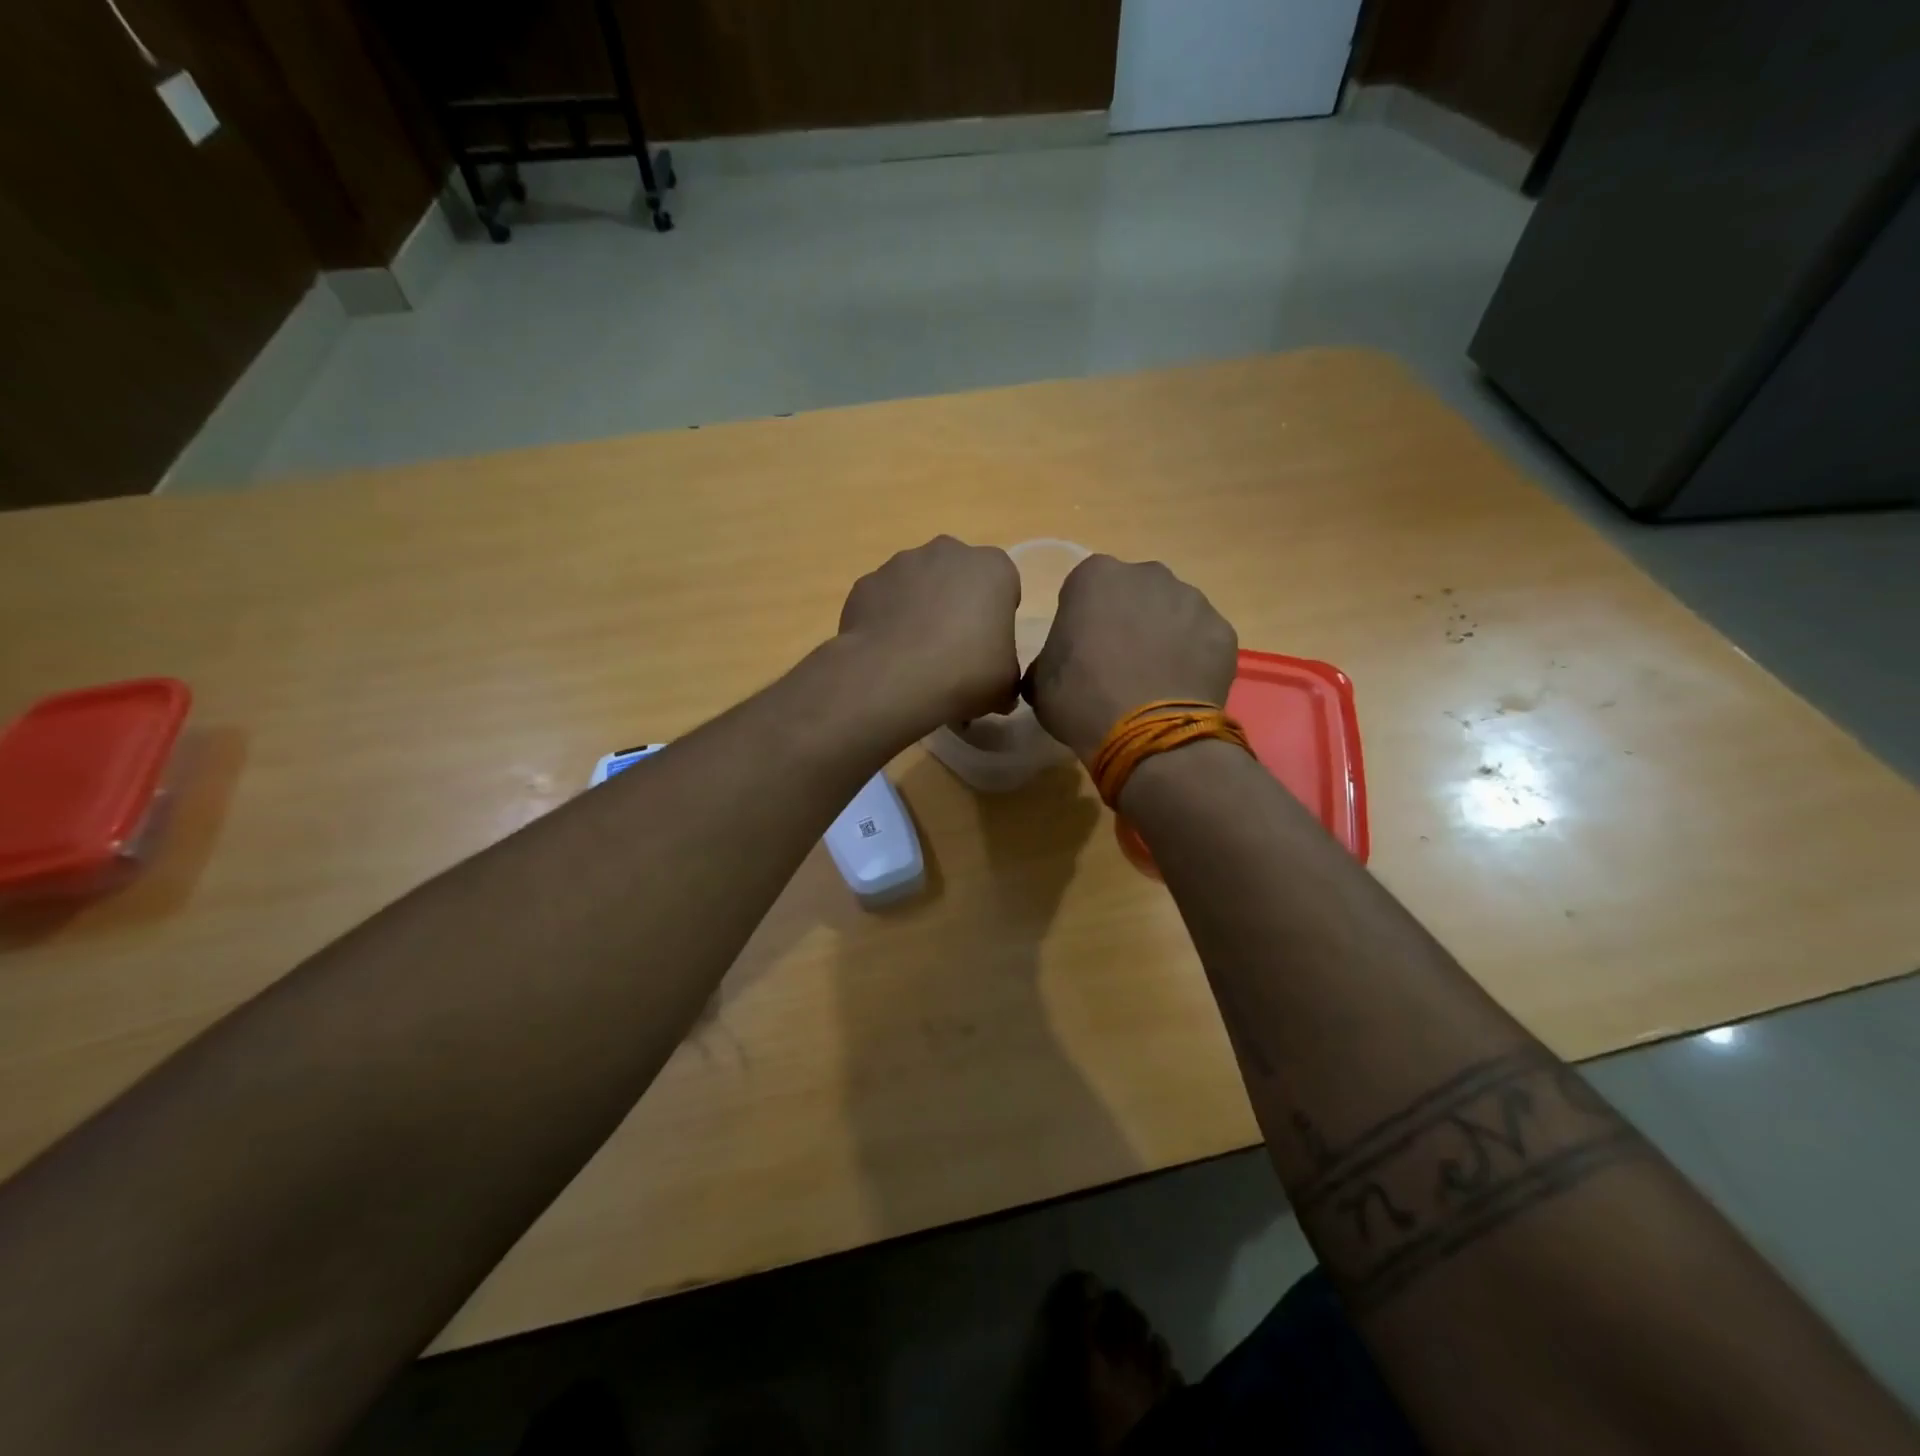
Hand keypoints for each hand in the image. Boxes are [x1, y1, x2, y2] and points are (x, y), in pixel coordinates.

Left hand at [838, 536, 1021, 736]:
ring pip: (916, 584)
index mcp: (992, 568)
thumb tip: (995, 686)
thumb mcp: (1005, 684)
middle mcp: (946, 552)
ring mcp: (899, 564)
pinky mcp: (865, 584)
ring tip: (914, 655)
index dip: (996, 616)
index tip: (987, 646)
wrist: (892, 679)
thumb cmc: (965, 673)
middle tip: (952, 649)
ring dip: (919, 609)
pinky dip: (885, 620)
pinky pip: (882, 600)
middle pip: (957, 576)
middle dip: (955, 603)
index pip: (1002, 585)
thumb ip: (1005, 672)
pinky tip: (886, 654)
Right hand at [1026, 556, 1238, 758]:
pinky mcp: (1223, 630)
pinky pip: (1201, 639)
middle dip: (1128, 619)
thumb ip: (1049, 658)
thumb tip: (1058, 666)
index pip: (1084, 588)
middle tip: (1119, 663)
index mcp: (1096, 577)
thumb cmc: (1082, 700)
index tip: (1082, 650)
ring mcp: (1192, 600)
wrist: (1148, 735)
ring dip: (1162, 636)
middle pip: (1134, 593)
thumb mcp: (1040, 682)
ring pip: (1172, 612)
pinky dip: (1193, 657)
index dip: (1083, 619)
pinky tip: (1180, 688)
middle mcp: (1148, 575)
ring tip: (1154, 679)